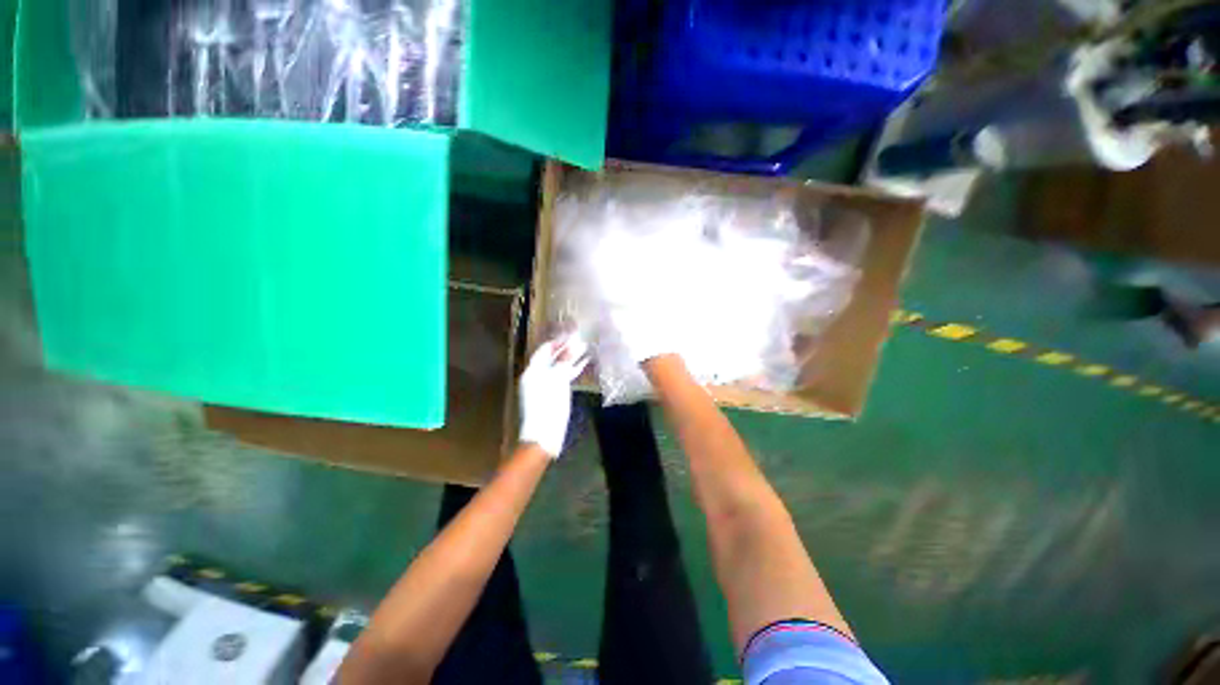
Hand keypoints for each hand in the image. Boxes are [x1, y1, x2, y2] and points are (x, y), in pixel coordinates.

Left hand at [518, 336, 589, 457]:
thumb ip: (564, 361)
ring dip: (571, 358)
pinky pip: (563, 377)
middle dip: (566, 348)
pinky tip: (584, 364)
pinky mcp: (553, 395)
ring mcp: (545, 386)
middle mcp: (537, 376)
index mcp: (533, 370)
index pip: (545, 349)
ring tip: (585, 348)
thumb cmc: (548, 405)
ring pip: (559, 367)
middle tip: (580, 338)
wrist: (544, 435)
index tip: (571, 332)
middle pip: (552, 357)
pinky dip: (572, 370)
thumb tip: (572, 344)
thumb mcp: (557, 380)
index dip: (558, 340)